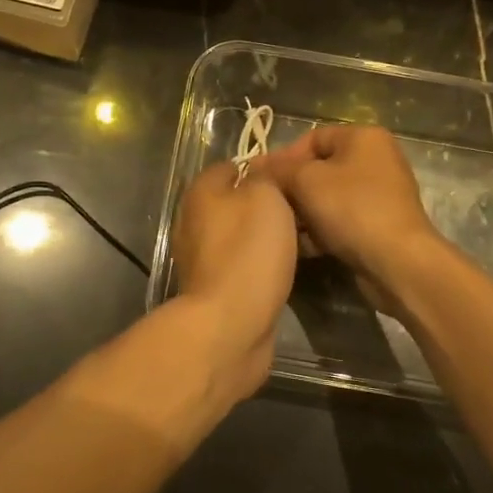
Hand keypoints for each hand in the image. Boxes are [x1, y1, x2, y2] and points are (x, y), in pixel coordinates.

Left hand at [170, 160, 299, 398]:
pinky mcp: (212, 289)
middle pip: (233, 201)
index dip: (261, 168)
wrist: (230, 325)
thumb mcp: (266, 198)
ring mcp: (200, 258)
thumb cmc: (248, 252)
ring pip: (238, 235)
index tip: (291, 178)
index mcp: (200, 193)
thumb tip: (261, 175)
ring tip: (299, 240)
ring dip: (263, 237)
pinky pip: (240, 264)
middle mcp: (193, 221)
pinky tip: (282, 269)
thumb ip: (265, 178)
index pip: (230, 166)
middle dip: (263, 204)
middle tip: (300, 210)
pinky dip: (258, 264)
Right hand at [259, 124, 445, 314]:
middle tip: (268, 207)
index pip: (312, 138)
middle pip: (320, 169)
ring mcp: (380, 194)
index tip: (260, 181)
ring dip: (303, 212)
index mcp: (364, 137)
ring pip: (328, 197)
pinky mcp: (379, 225)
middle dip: (291, 188)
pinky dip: (321, 230)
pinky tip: (302, 247)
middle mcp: (376, 160)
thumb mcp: (306, 181)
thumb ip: (278, 170)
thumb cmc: (352, 209)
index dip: (282, 157)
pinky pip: (341, 220)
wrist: (397, 262)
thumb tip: (255, 167)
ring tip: (282, 229)